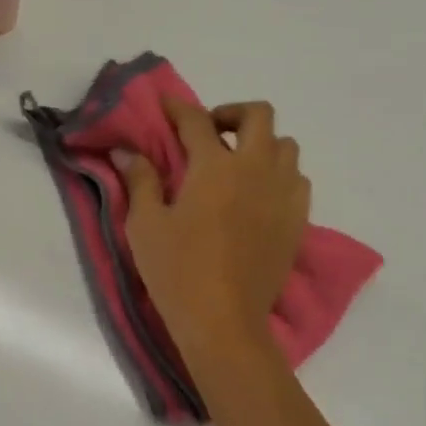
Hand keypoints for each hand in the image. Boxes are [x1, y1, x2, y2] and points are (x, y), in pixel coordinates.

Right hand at [124, 100, 309, 358]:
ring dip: (260, 143)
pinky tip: (258, 194)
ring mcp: (283, 194)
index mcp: (215, 167)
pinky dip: (279, 174)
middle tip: (209, 133)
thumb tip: (128, 152)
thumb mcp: (145, 225)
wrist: (224, 321)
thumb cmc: (178, 271)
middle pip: (258, 115)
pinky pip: (297, 178)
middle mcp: (256, 169)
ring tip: (236, 164)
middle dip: (231, 114)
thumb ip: (140, 181)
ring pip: (285, 145)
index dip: (177, 107)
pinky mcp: (297, 220)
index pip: (196, 121)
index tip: (165, 104)